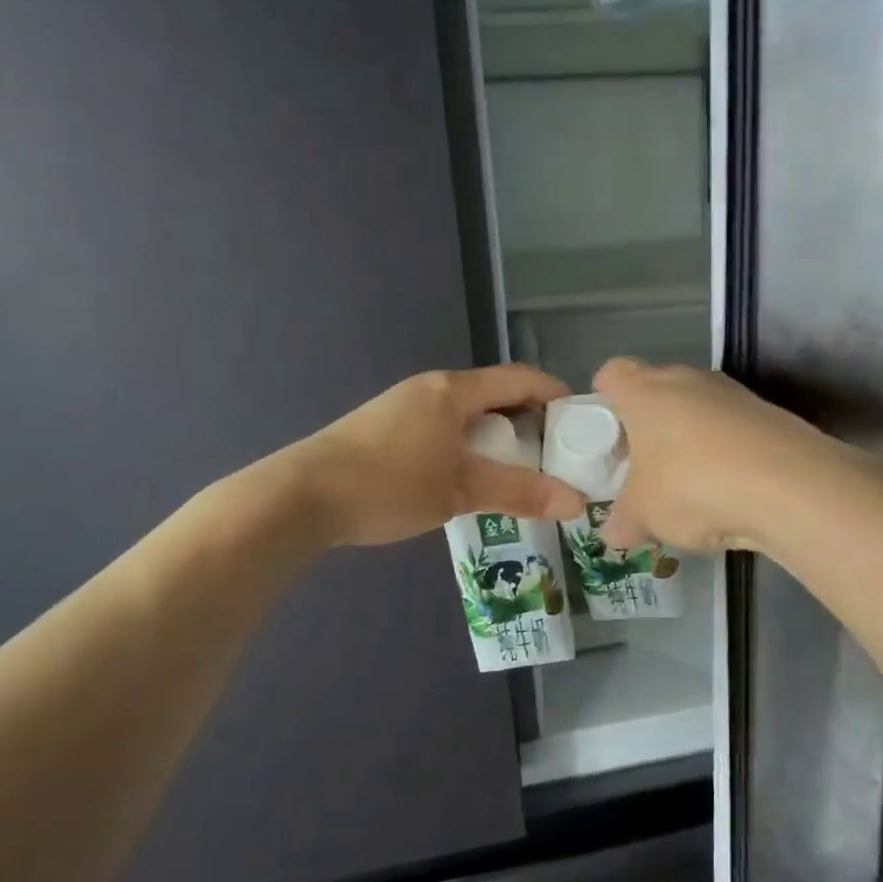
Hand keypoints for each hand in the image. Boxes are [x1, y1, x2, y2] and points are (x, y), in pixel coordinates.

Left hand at [289, 365, 586, 547]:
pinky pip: (444, 429)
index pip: (520, 378)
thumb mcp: (461, 490)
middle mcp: (430, 389)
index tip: (582, 422)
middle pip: (495, 395)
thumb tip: (577, 503)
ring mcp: (404, 407)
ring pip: (467, 415)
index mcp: (453, 390)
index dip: (555, 394)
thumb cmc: (389, 483)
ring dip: (497, 436)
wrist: (301, 497)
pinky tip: (470, 478)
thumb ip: (520, 492)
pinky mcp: (385, 430)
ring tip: (519, 471)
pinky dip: (469, 446)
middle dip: (529, 421)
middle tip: (556, 456)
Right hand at [593, 358, 846, 555]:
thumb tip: (613, 533)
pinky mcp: (768, 413)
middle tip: (642, 468)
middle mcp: (687, 379)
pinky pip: (732, 429)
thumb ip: (622, 522)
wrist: (789, 486)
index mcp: (644, 390)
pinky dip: (724, 452)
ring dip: (688, 439)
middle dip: (647, 426)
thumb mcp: (643, 515)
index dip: (602, 400)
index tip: (603, 435)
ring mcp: (732, 393)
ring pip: (697, 409)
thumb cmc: (692, 486)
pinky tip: (728, 491)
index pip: (611, 373)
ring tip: (688, 487)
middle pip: (656, 390)